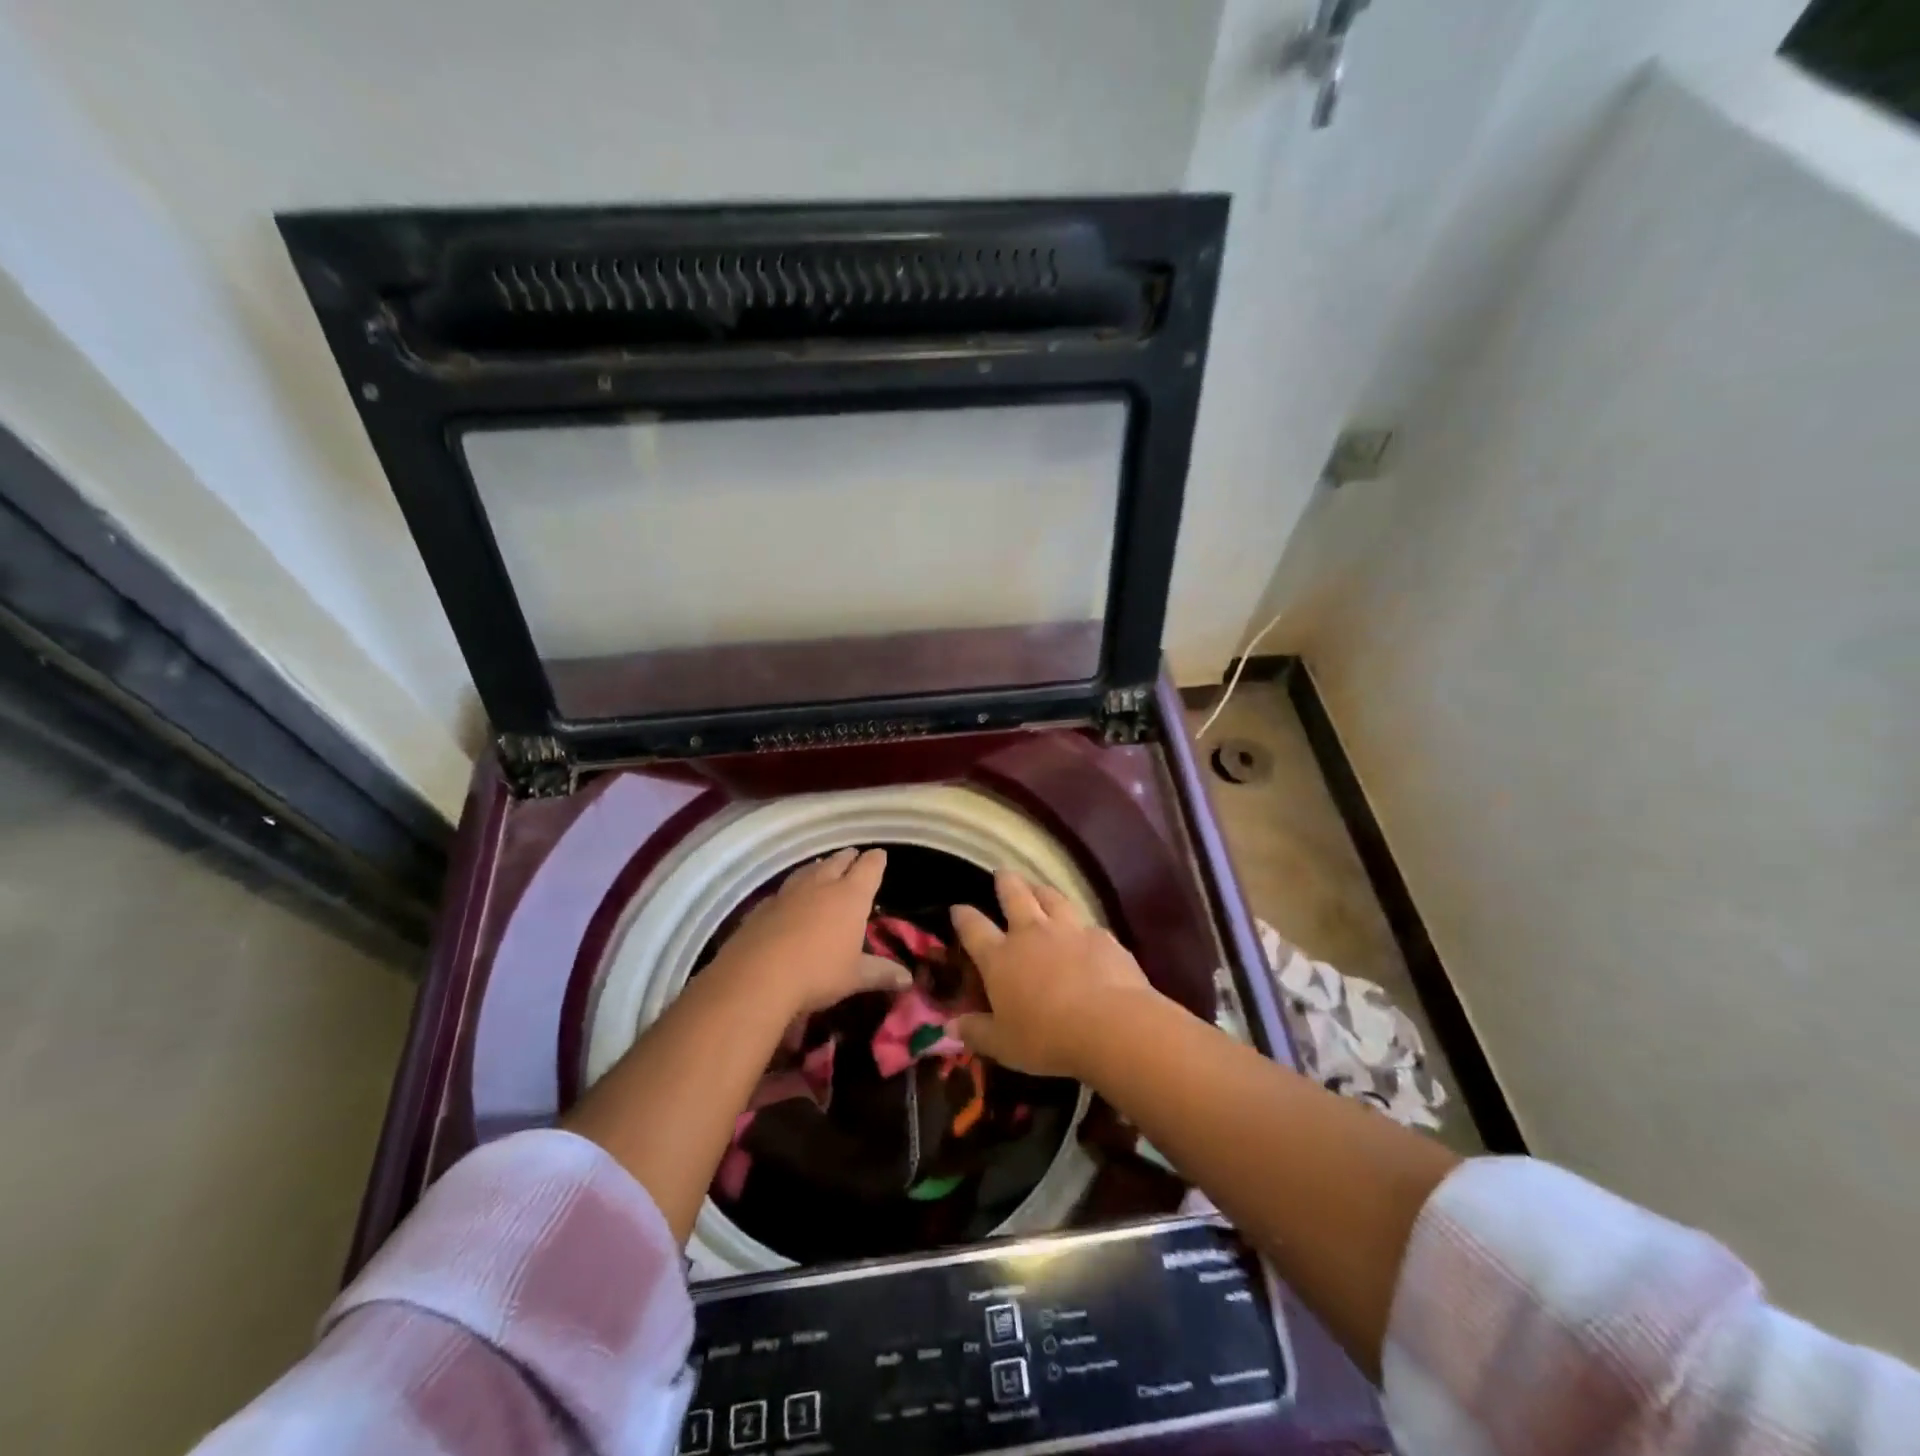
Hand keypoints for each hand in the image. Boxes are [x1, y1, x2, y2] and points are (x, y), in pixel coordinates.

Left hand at [710, 847, 909, 1017]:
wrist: (757, 976)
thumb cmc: (818, 973)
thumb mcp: (855, 977)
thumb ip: (881, 973)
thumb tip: (908, 979)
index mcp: (851, 896)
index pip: (869, 868)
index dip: (877, 861)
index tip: (880, 855)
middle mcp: (822, 885)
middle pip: (838, 861)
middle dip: (848, 858)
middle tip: (854, 856)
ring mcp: (790, 892)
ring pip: (809, 870)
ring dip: (820, 867)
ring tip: (824, 866)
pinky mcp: (763, 906)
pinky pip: (784, 890)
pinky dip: (793, 889)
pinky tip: (790, 898)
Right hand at [949, 870, 1157, 1078]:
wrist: (1110, 1025)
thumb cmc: (1047, 1038)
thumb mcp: (1003, 1045)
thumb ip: (976, 1032)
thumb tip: (950, 1027)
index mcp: (1000, 958)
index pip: (974, 928)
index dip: (963, 916)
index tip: (957, 908)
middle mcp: (1031, 934)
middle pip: (1014, 895)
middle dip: (1005, 882)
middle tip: (1001, 873)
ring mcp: (1068, 930)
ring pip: (1051, 897)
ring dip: (1041, 889)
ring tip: (1037, 886)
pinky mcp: (1102, 937)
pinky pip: (1086, 922)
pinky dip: (1078, 922)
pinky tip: (1082, 928)